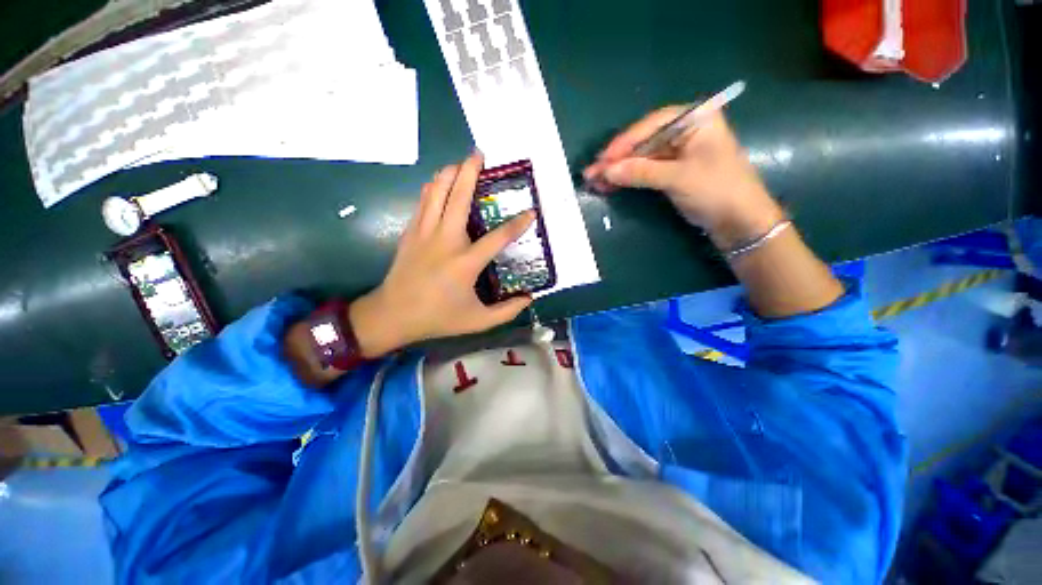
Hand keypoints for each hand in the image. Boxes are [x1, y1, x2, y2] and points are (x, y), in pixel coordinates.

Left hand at [349, 152, 534, 356]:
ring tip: (461, 162)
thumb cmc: (438, 318)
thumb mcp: (478, 321)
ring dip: (449, 173)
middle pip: (459, 197)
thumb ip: (507, 311)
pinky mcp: (411, 232)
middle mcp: (445, 241)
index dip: (517, 224)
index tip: (530, 212)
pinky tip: (440, 182)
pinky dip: (433, 187)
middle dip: (470, 172)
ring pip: (436, 192)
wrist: (393, 315)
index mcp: (465, 263)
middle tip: (479, 154)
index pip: (498, 237)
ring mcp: (424, 233)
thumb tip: (529, 299)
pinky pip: (423, 201)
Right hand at [582, 108, 784, 249]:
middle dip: (617, 159)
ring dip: (618, 171)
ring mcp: (677, 152)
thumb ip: (640, 172)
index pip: (651, 126)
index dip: (624, 143)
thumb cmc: (717, 190)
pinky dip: (628, 178)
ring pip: (641, 158)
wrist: (739, 221)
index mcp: (695, 119)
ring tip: (595, 181)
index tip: (602, 159)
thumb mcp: (677, 178)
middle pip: (643, 142)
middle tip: (592, 173)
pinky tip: (610, 184)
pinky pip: (645, 171)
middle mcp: (685, 131)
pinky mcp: (672, 171)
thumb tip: (606, 171)